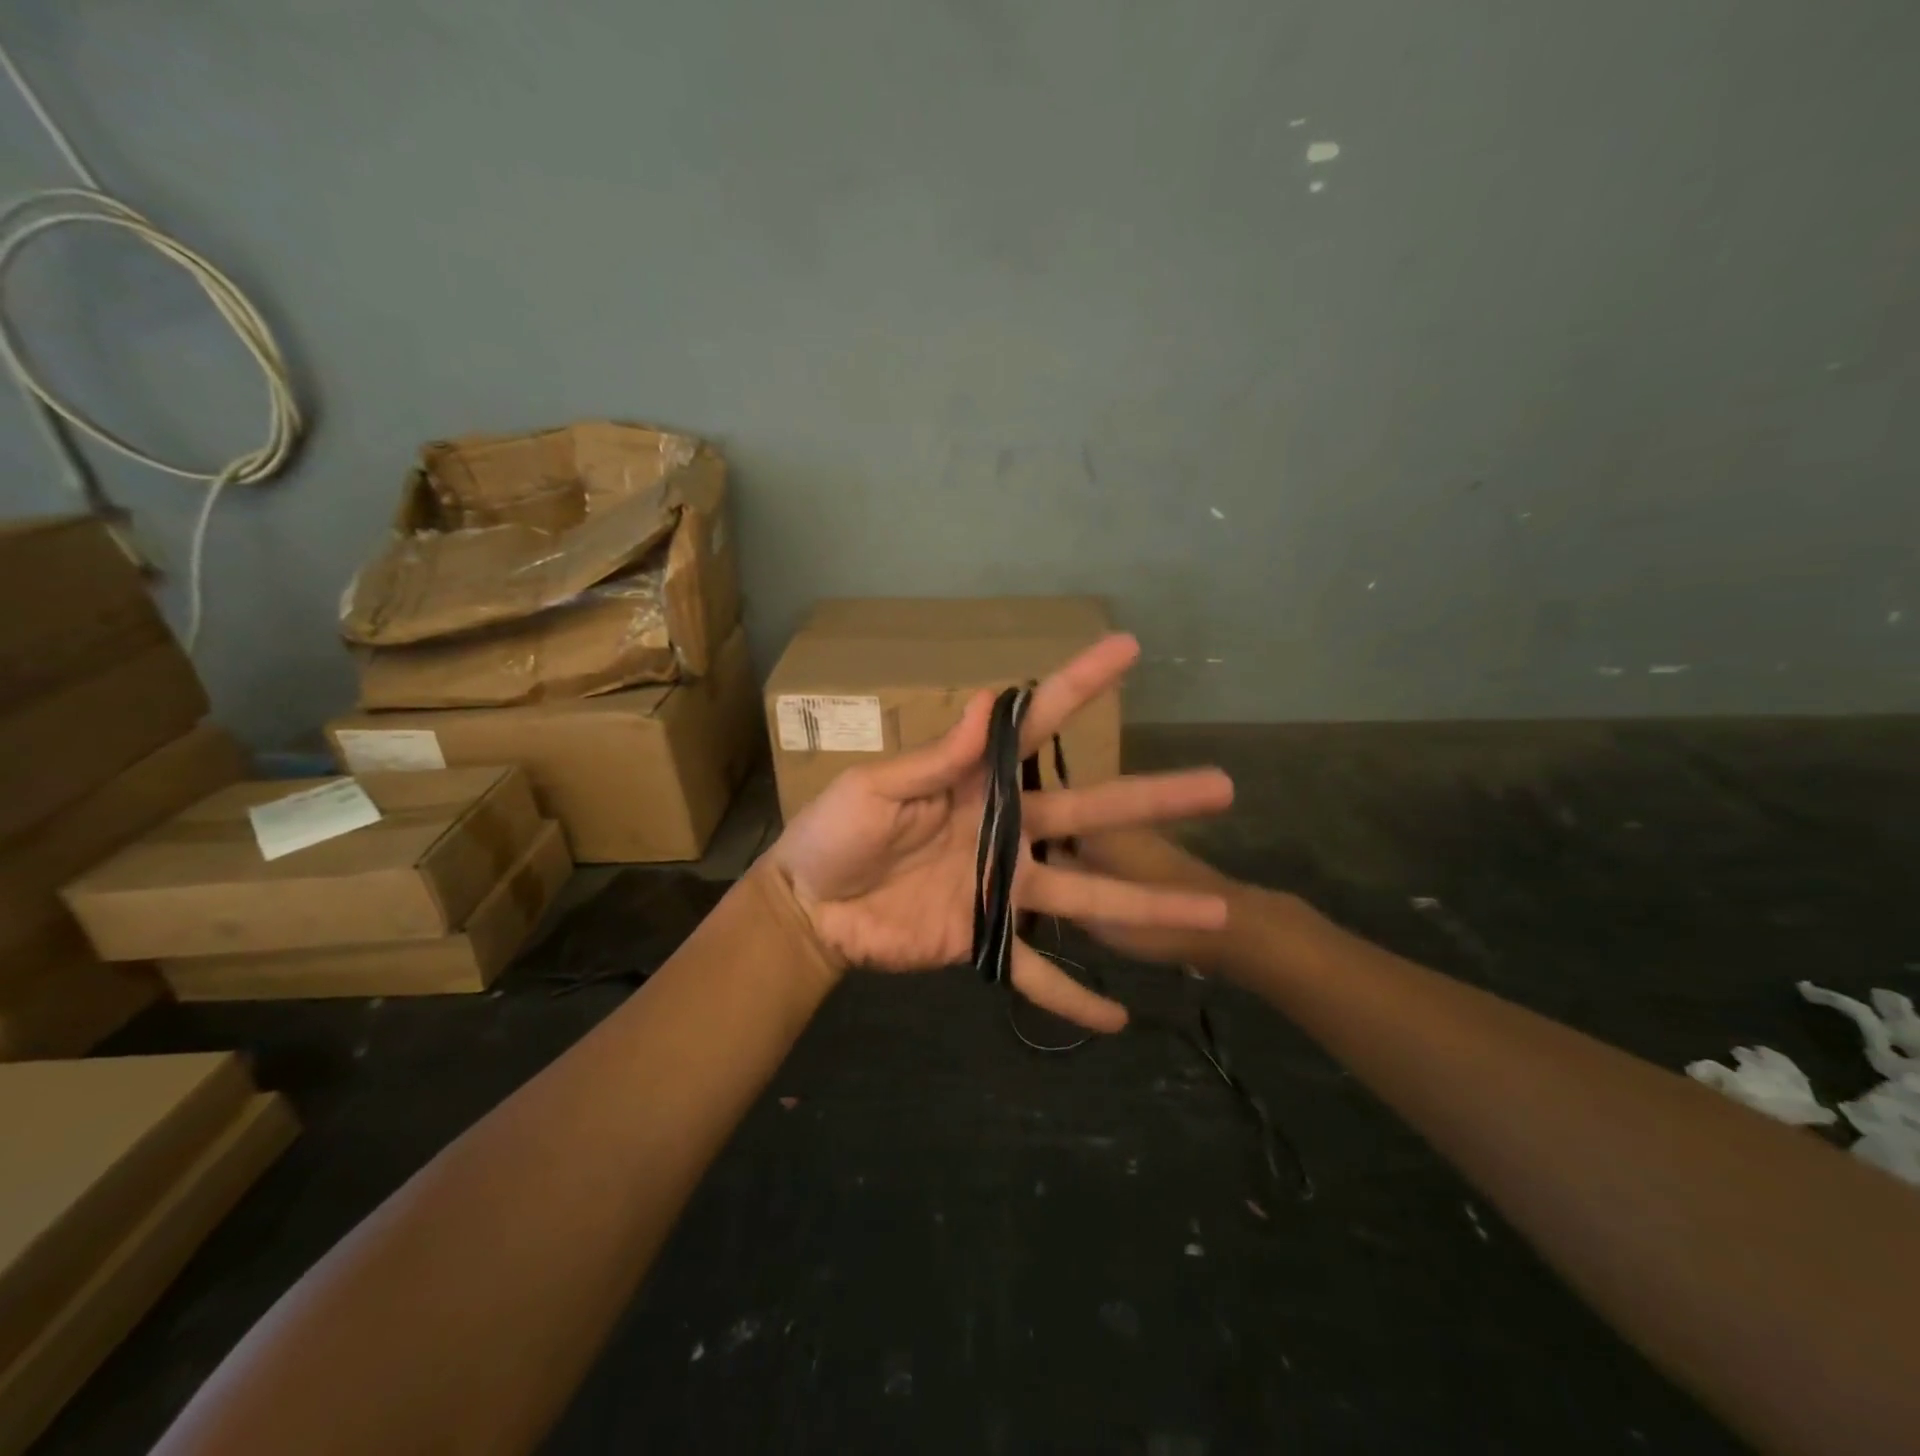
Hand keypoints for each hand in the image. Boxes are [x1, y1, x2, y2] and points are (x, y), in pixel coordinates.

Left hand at [769, 634, 1233, 1031]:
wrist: (810, 906)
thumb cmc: (836, 833)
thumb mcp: (877, 788)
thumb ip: (934, 758)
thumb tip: (982, 705)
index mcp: (979, 784)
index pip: (1035, 727)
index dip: (1079, 686)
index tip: (1128, 649)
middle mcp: (1006, 830)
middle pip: (1091, 812)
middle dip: (1153, 800)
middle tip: (1222, 787)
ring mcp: (1002, 888)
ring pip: (1087, 894)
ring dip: (1146, 908)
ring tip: (1214, 914)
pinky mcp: (985, 940)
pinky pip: (1035, 973)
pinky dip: (1072, 998)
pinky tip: (1118, 1021)